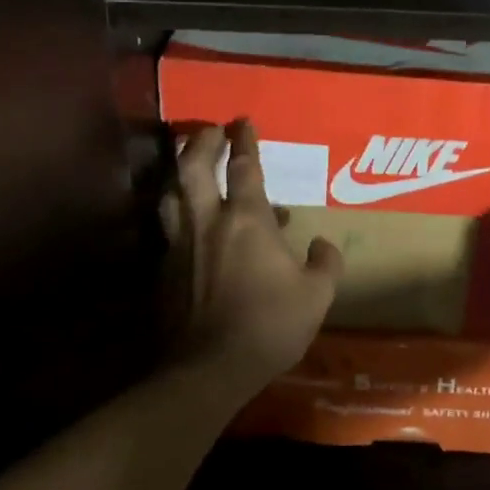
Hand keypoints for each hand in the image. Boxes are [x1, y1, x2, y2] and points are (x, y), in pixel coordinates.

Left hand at [165, 120, 343, 400]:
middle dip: (201, 142)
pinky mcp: (164, 270)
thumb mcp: (316, 295)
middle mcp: (208, 222)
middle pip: (193, 167)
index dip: (244, 141)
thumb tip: (323, 245)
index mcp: (247, 220)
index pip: (243, 167)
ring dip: (178, 172)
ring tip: (186, 164)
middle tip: (209, 130)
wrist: (209, 368)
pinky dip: (177, 214)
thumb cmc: (270, 325)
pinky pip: (168, 228)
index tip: (242, 121)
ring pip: (171, 194)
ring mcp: (180, 245)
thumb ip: (325, 263)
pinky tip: (187, 224)